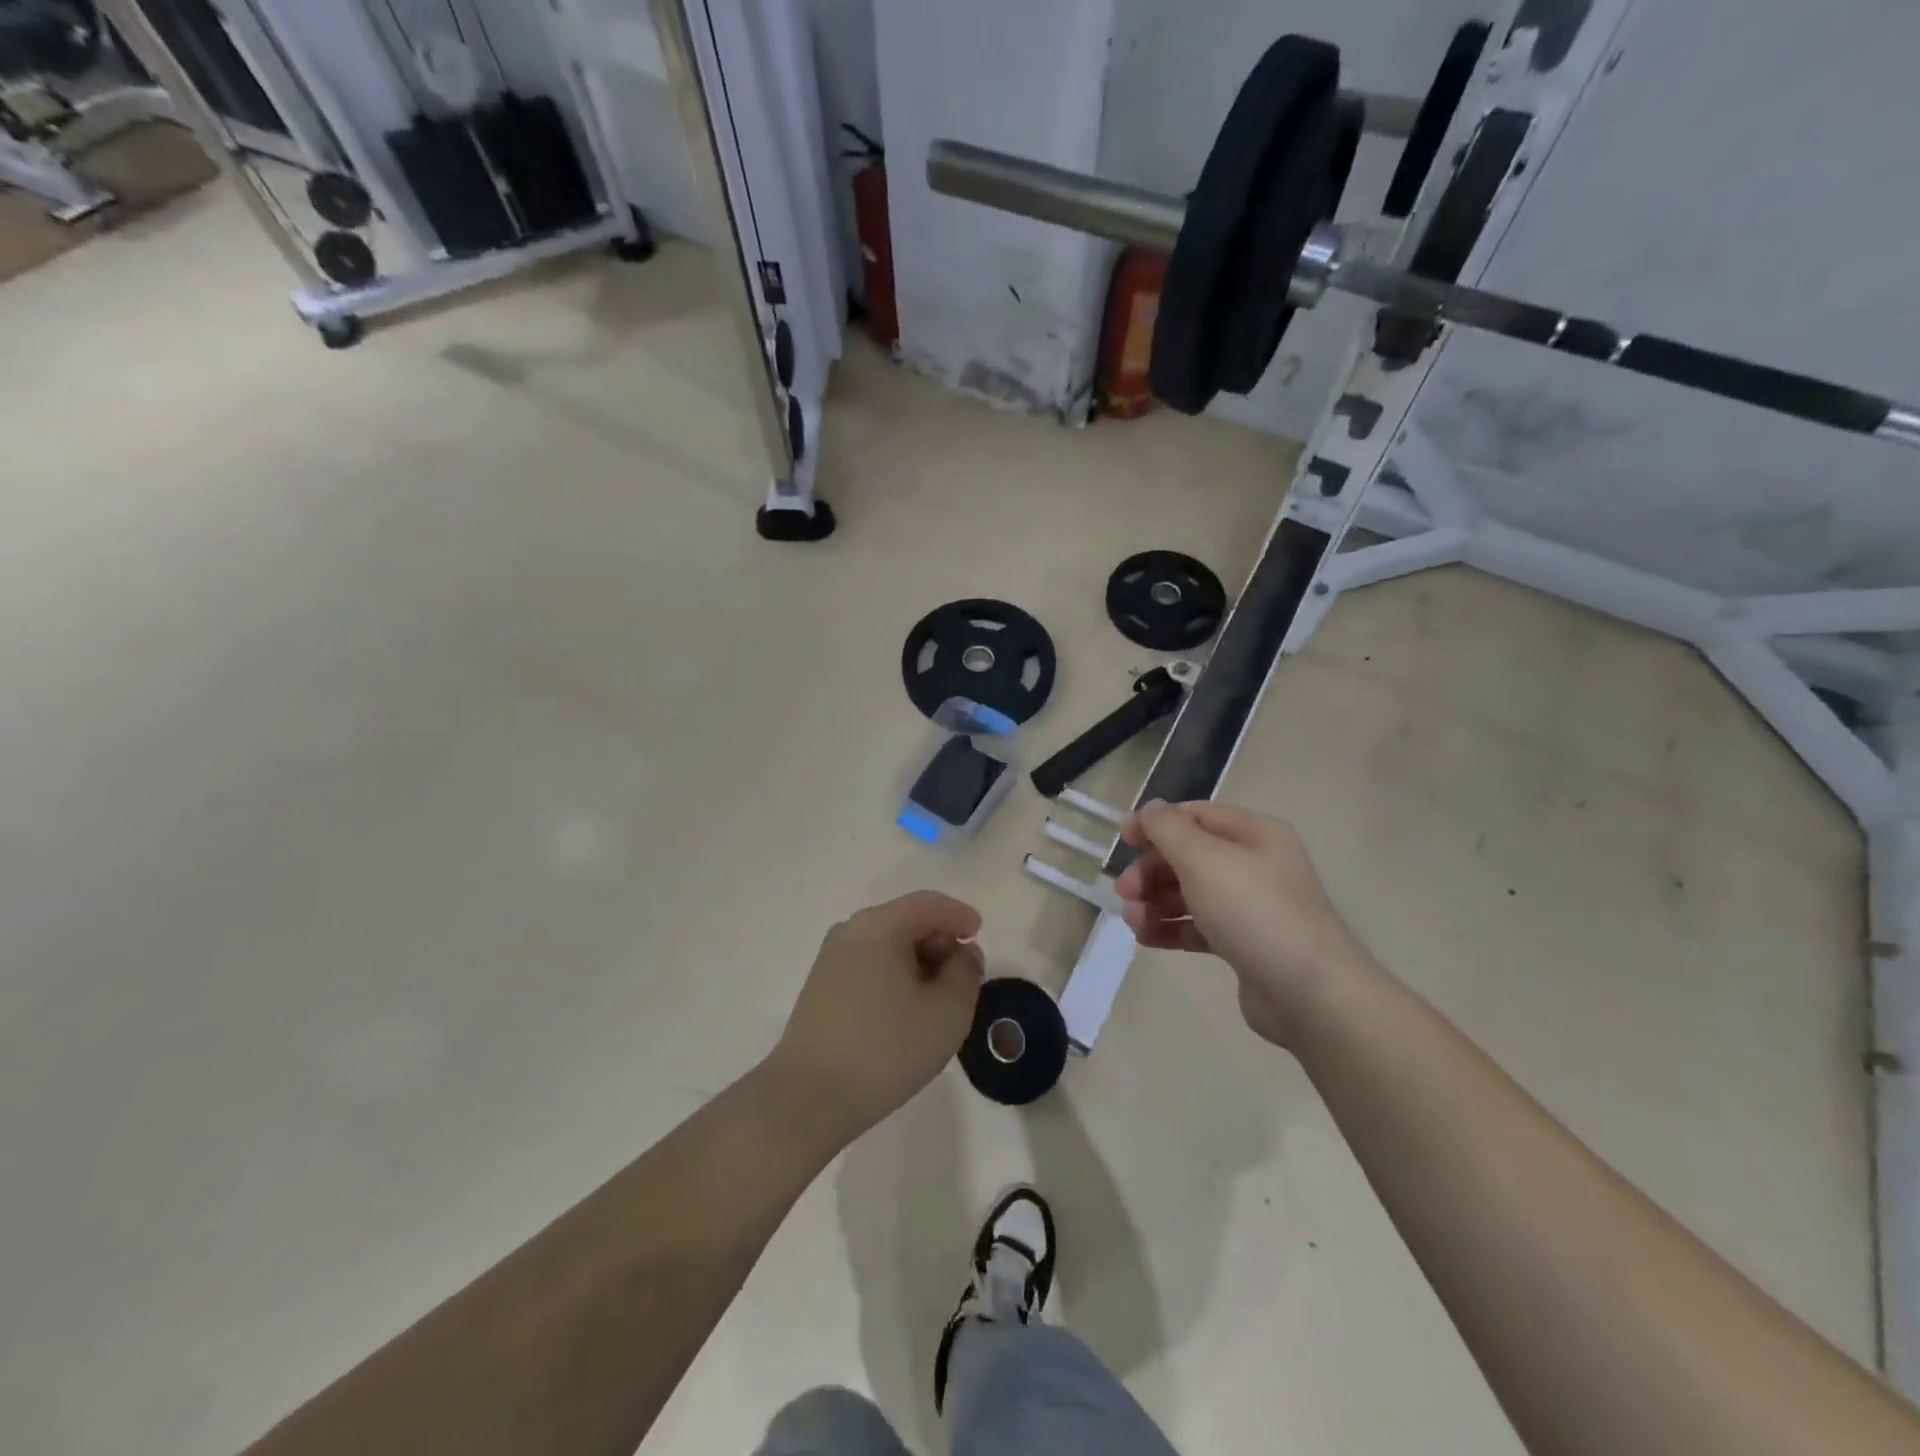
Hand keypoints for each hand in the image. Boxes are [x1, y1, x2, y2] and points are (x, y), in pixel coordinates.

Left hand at [767, 891, 983, 1146]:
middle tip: (962, 977)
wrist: (808, 1099)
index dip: (960, 915)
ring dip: (918, 960)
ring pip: (887, 942)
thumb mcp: (947, 1013)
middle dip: (940, 940)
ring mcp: (831, 958)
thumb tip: (962, 953)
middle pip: (906, 919)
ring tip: (936, 999)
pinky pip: (869, 962)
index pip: (929, 904)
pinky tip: (905, 1010)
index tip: (979, 937)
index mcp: (880, 926)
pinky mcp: (821, 985)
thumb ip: (966, 974)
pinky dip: (895, 973)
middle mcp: (851, 930)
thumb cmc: (884, 1050)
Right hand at [1115, 801, 1369, 1046]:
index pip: (1196, 815)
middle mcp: (1256, 865)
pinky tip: (1146, 938)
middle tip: (1124, 891)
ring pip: (1192, 893)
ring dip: (1156, 902)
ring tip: (1132, 921)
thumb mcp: (1203, 859)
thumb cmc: (1253, 911)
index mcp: (1255, 834)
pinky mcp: (1246, 944)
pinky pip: (1200, 927)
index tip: (1123, 842)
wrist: (1309, 993)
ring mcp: (1253, 907)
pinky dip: (1172, 929)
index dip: (1156, 824)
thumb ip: (1168, 829)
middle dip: (1152, 870)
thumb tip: (1151, 809)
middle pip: (1191, 855)